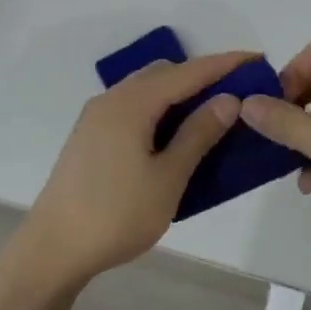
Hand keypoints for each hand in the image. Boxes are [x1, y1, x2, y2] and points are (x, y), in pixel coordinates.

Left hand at [12, 51, 253, 291]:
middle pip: (164, 74)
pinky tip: (174, 132)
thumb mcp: (168, 178)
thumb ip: (198, 135)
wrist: (53, 249)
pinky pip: (132, 106)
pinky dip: (159, 108)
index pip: (187, 73)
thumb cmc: (117, 215)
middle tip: (237, 92)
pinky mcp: (90, 136)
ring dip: (179, 92)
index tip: (257, 59)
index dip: (224, 64)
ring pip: (146, 89)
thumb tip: (227, 100)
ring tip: (212, 111)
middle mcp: (111, 100)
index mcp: (132, 104)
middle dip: (201, 76)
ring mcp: (96, 117)